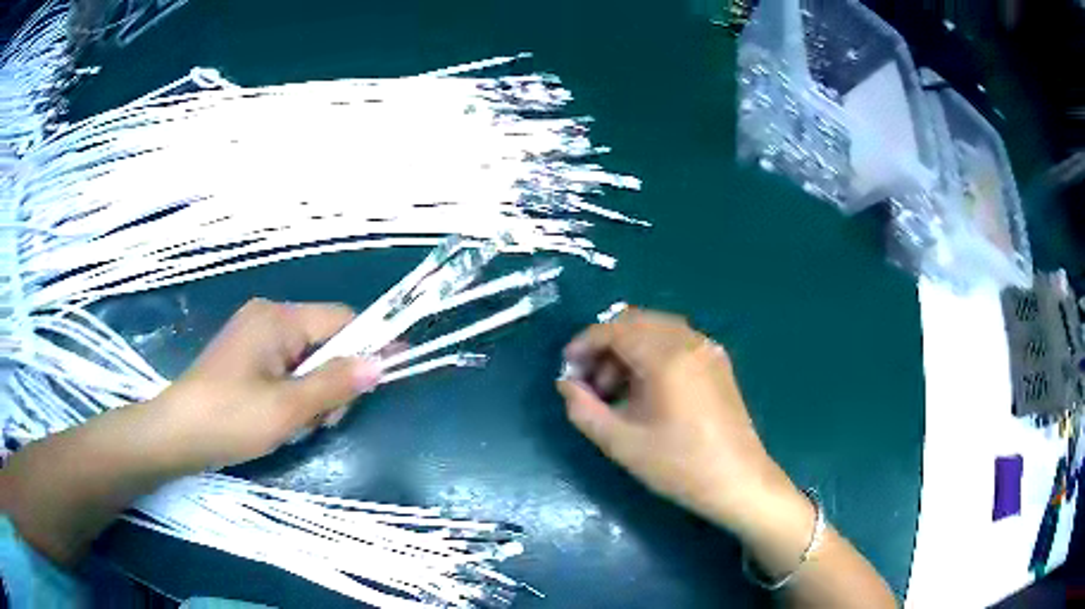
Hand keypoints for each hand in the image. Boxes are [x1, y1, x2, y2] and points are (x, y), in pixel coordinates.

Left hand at [154, 298, 381, 471]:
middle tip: (323, 421)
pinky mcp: (245, 357)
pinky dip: (295, 392)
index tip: (392, 372)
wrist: (175, 434)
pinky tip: (283, 418)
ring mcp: (254, 336)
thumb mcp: (287, 408)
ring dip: (314, 391)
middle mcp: (267, 316)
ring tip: (299, 425)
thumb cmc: (230, 418)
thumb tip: (380, 363)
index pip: (341, 319)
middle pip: (324, 340)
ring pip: (306, 358)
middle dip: (333, 380)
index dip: (370, 345)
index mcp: (278, 318)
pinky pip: (286, 367)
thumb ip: (335, 383)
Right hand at [556, 308, 798, 536]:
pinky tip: (645, 389)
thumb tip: (566, 384)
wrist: (739, 481)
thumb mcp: (622, 443)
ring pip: (656, 329)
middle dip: (606, 345)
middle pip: (636, 322)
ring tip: (615, 390)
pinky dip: (651, 353)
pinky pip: (676, 341)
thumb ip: (584, 410)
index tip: (567, 369)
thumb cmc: (680, 466)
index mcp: (667, 357)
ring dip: (628, 349)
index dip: (585, 343)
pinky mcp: (717, 362)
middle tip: (590, 382)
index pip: (615, 330)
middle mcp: (689, 341)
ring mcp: (707, 349)